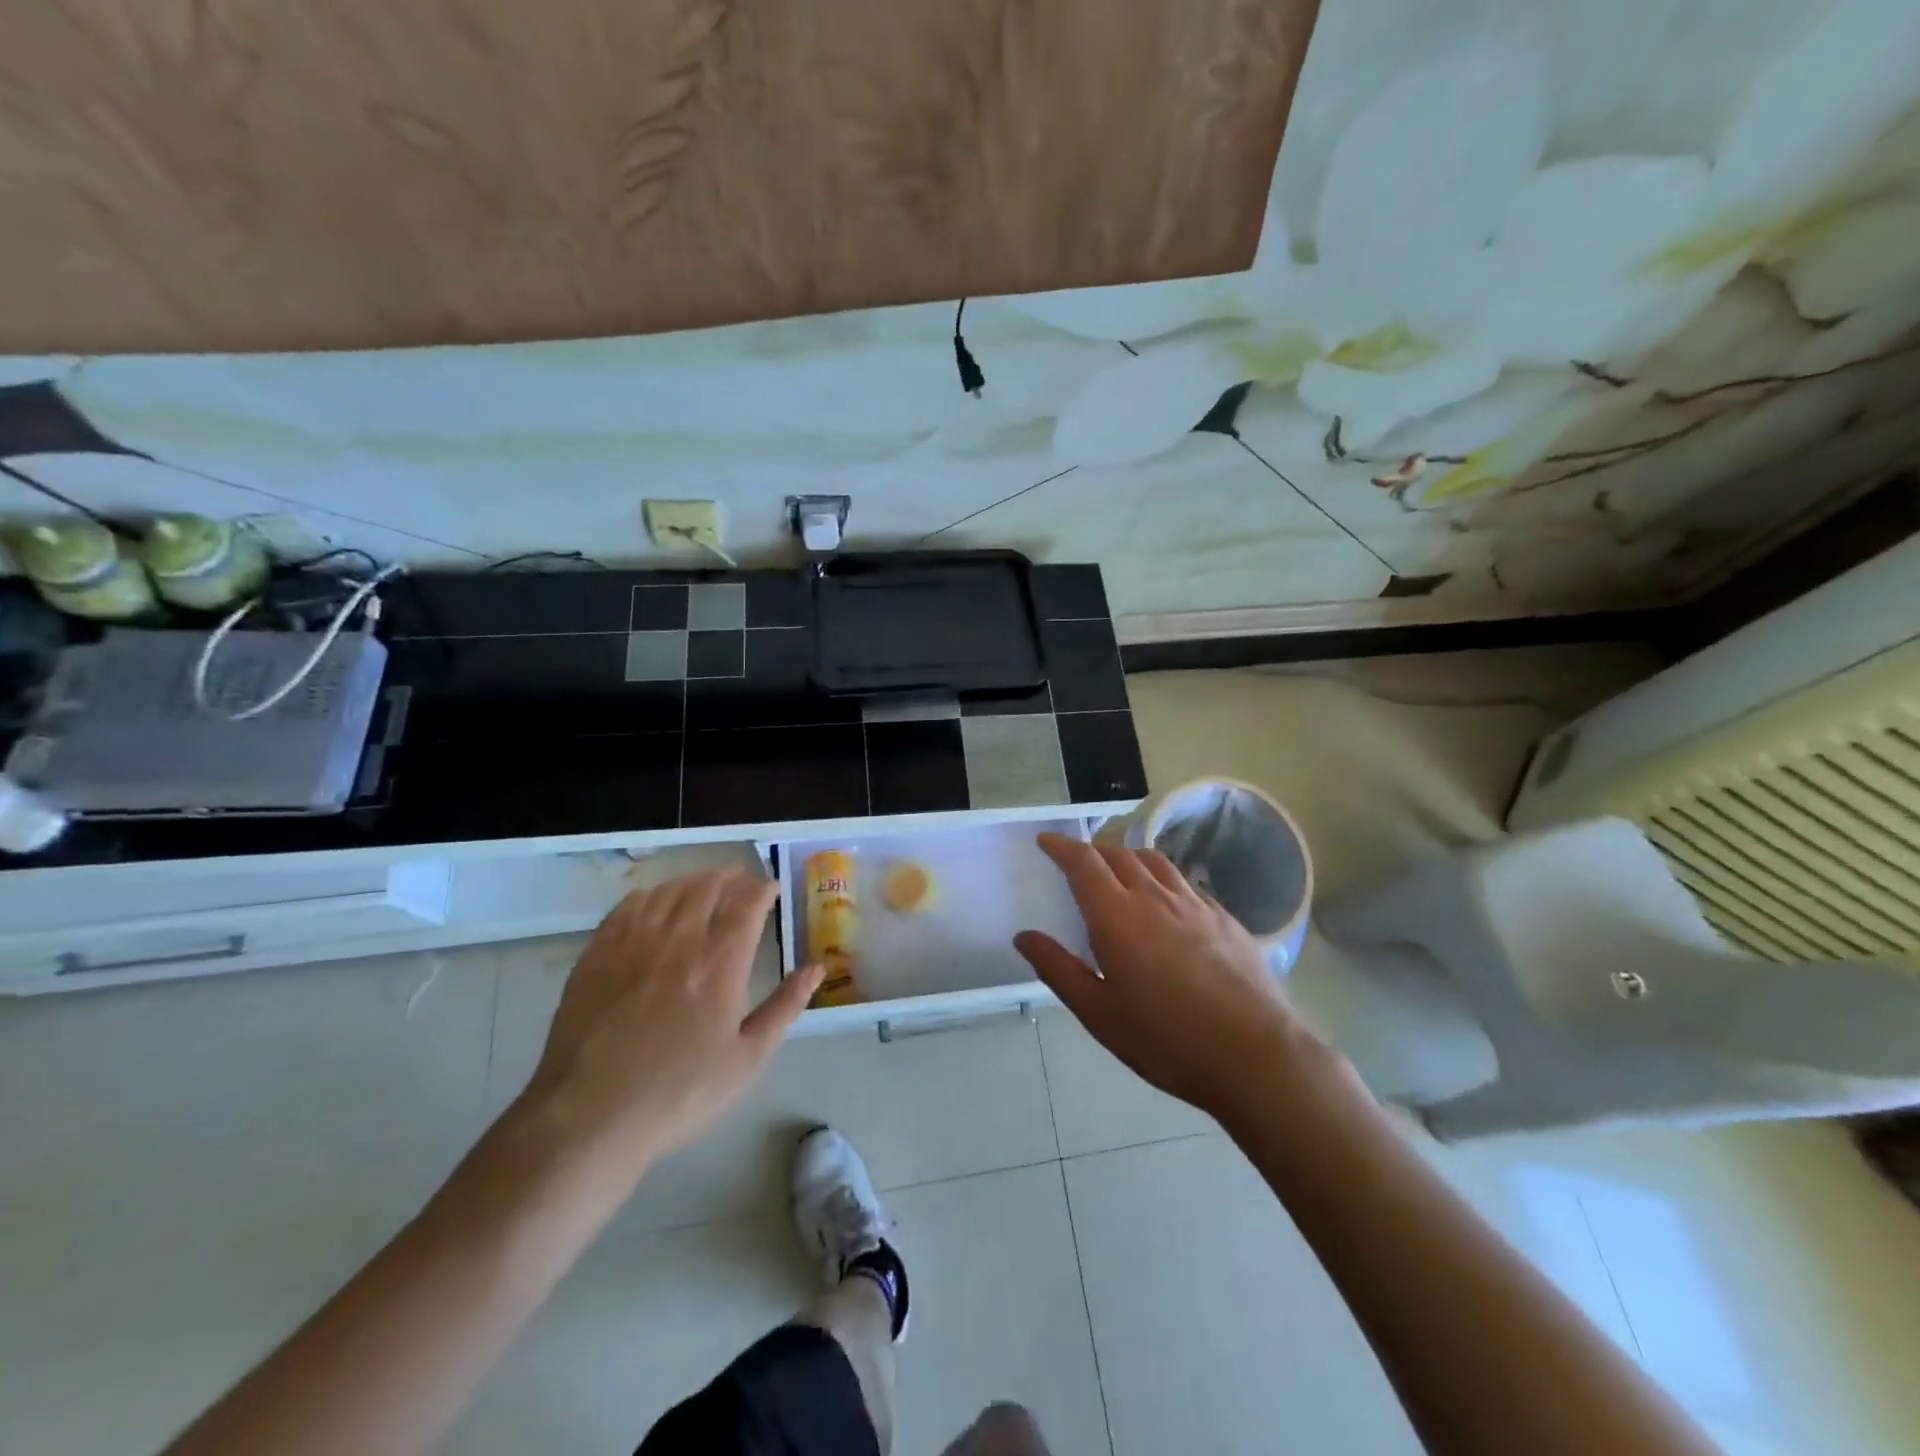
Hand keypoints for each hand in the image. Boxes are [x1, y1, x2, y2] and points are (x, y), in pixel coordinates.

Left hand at [521, 866, 821, 1182]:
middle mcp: (679, 939)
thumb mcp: (748, 1059)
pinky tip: (655, 901)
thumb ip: (785, 1007)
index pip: (746, 903)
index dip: (762, 889)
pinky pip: (628, 906)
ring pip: (668, 891)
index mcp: (720, 961)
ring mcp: (634, 943)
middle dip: (729, 877)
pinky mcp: (598, 954)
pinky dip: (650, 894)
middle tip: (740, 880)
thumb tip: (816, 968)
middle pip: (707, 887)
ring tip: (703, 884)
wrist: (591, 1117)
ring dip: (692, 880)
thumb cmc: (680, 1092)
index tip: (770, 888)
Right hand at [1015, 833, 1328, 1122]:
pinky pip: (1186, 883)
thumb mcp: (1099, 1014)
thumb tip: (1024, 936)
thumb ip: (1058, 969)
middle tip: (1079, 863)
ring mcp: (1195, 904)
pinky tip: (1168, 902)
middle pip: (1119, 854)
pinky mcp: (1225, 918)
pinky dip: (1164, 879)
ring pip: (1155, 861)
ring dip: (1129, 858)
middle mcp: (1155, 897)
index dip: (1062, 847)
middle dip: (1093, 851)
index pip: (1084, 863)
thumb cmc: (1166, 1040)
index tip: (1046, 840)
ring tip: (1120, 871)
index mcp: (1117, 917)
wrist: (1255, 1055)